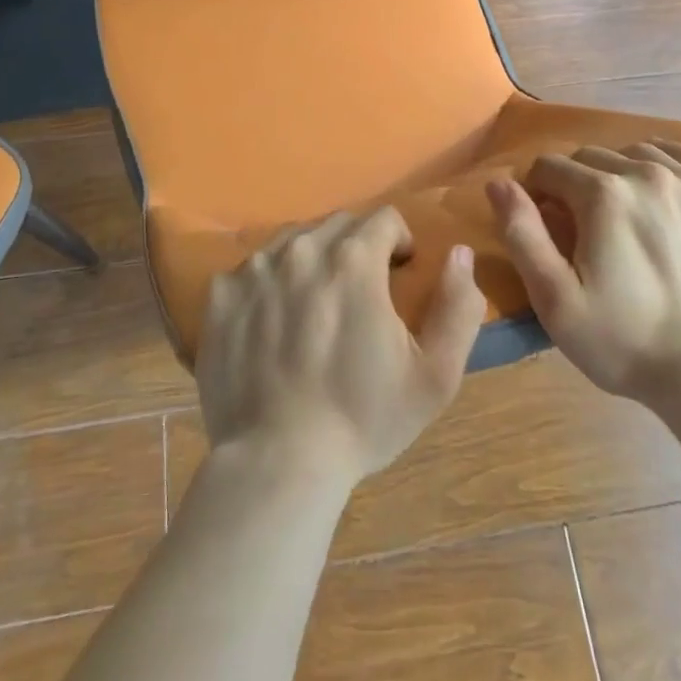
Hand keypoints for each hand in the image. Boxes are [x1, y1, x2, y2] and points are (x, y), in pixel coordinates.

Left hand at [196, 207, 488, 484]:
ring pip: (293, 240)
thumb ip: (458, 306)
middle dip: (357, 246)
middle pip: (338, 224)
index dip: (398, 242)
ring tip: (314, 305)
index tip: (398, 274)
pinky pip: (251, 269)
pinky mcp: (221, 293)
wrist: (278, 462)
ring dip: (312, 259)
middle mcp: (302, 248)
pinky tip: (272, 323)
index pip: (384, 218)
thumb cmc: (363, 419)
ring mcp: (254, 268)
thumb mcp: (435, 375)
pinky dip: (268, 283)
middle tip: (359, 292)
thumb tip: (459, 253)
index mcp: (354, 259)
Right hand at [488, 141, 680, 404]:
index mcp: (603, 194)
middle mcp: (649, 173)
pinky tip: (667, 190)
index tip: (549, 226)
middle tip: (586, 228)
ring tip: (627, 214)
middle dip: (578, 184)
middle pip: (593, 156)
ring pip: (640, 152)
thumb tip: (497, 182)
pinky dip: (671, 164)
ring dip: (621, 173)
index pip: (550, 167)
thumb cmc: (625, 342)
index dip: (539, 194)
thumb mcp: (554, 299)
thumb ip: (521, 233)